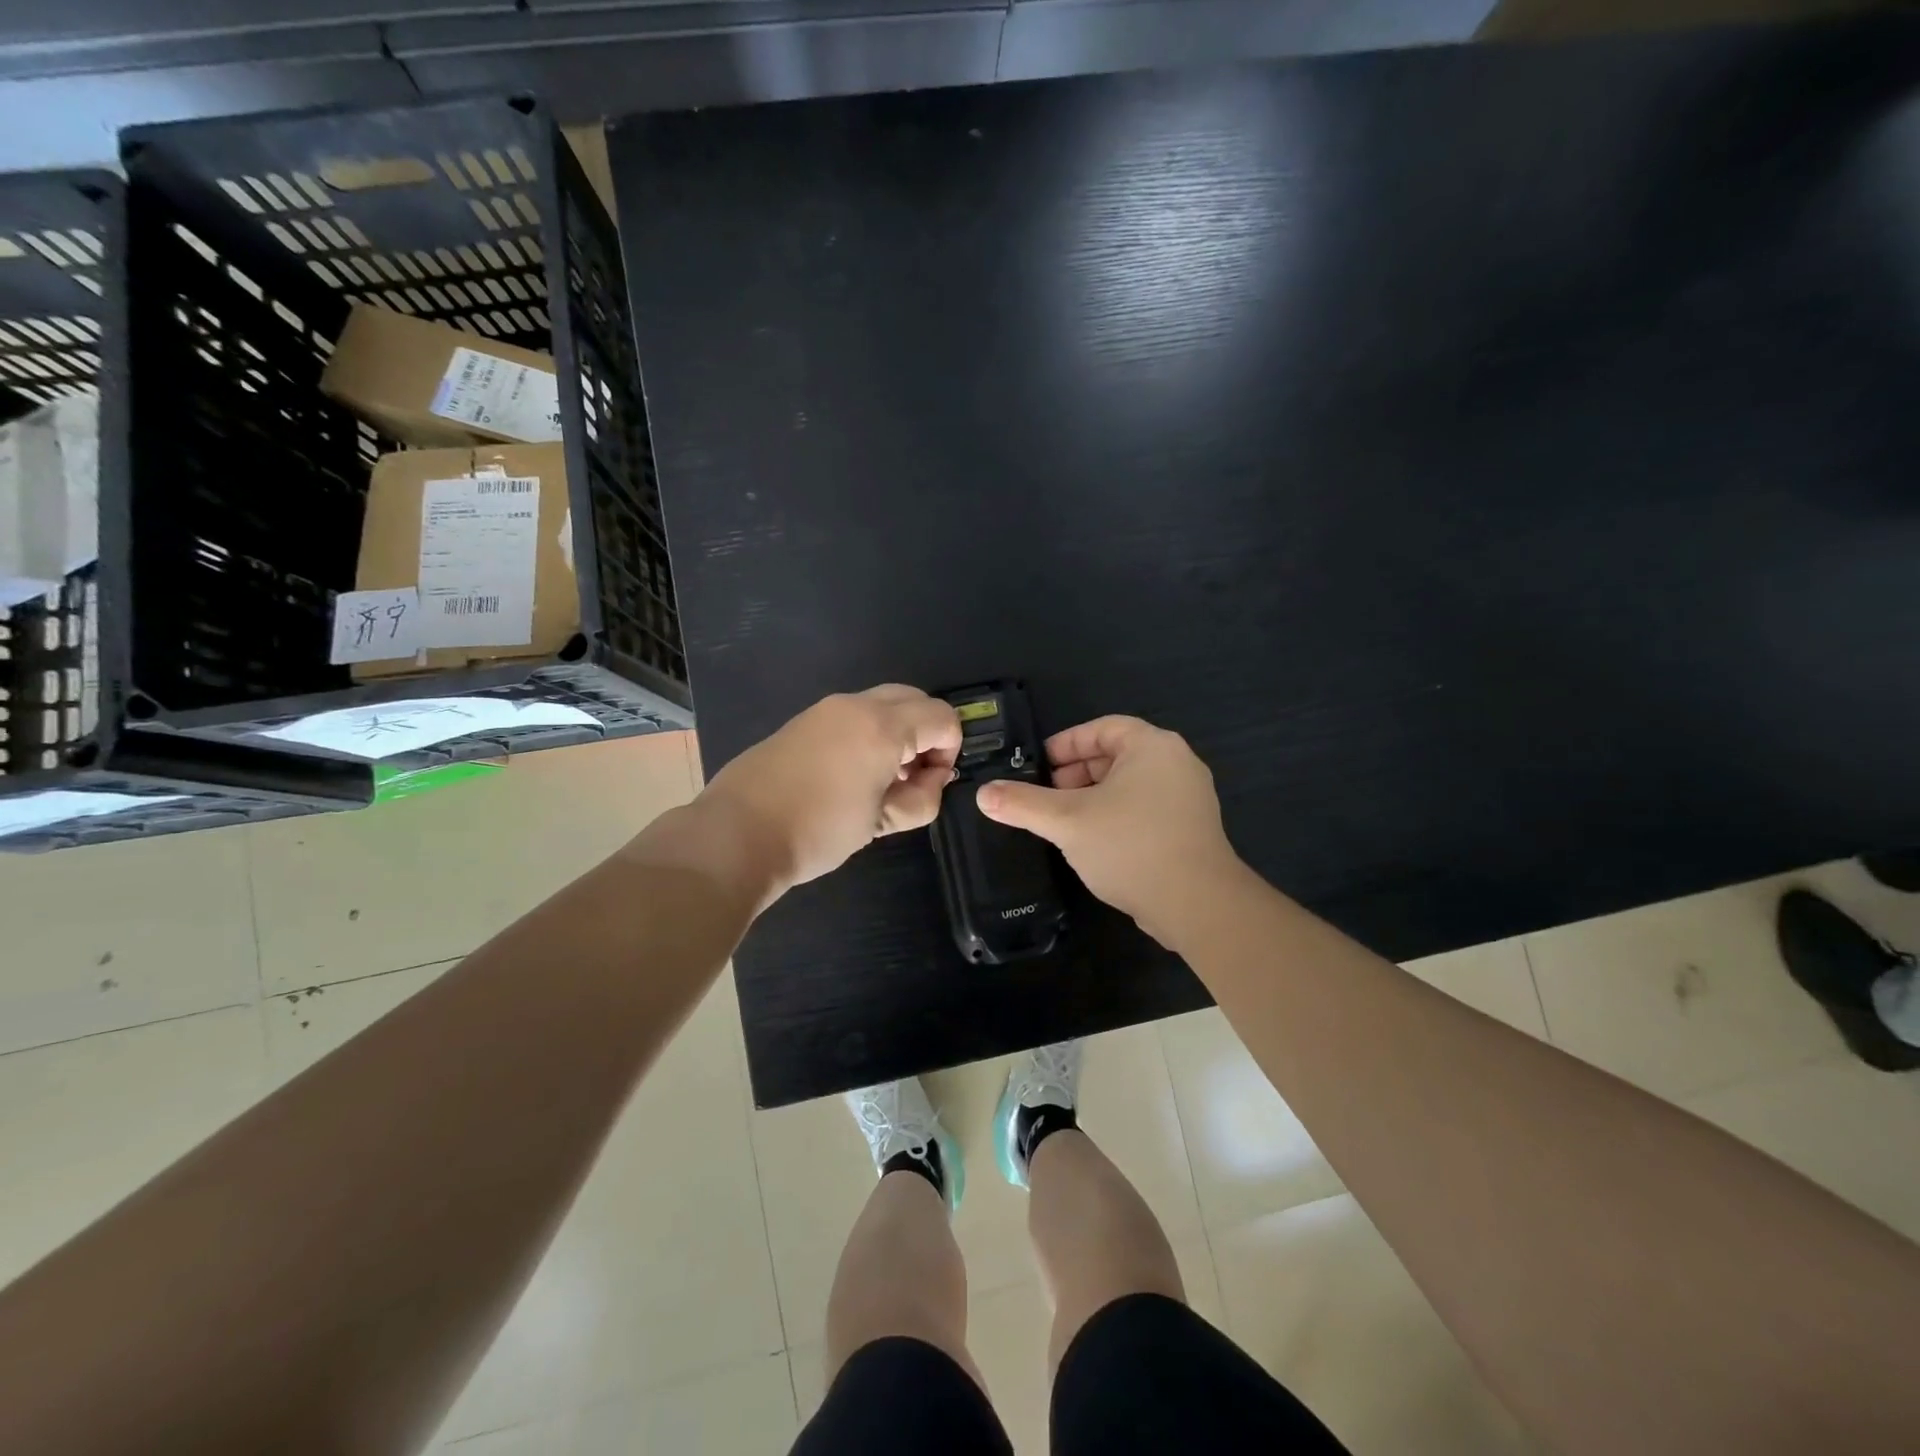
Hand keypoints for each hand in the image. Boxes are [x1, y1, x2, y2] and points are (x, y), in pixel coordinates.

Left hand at [698, 685, 961, 899]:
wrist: (737, 833)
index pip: (943, 717)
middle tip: (914, 776)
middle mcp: (857, 705)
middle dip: (927, 733)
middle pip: (916, 699)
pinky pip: (855, 713)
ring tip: (883, 778)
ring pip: (884, 702)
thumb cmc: (818, 830)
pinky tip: (852, 773)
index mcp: (883, 727)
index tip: (932, 783)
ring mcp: (826, 708)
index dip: (950, 750)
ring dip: (899, 731)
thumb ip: (922, 798)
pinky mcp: (805, 719)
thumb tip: (934, 779)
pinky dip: (871, 731)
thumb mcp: (881, 822)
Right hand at [976, 716, 1241, 945]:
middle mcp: (1176, 763)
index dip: (1066, 744)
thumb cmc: (1130, 846)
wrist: (1197, 904)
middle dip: (1076, 774)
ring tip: (1064, 822)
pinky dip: (1116, 816)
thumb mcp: (1067, 821)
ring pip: (1130, 786)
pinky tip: (1094, 843)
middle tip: (1046, 796)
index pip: (1102, 729)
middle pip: (1116, 756)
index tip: (1038, 764)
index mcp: (1152, 746)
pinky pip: (1145, 809)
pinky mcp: (1192, 829)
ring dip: (1094, 798)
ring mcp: (1189, 798)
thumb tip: (983, 794)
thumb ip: (1023, 804)